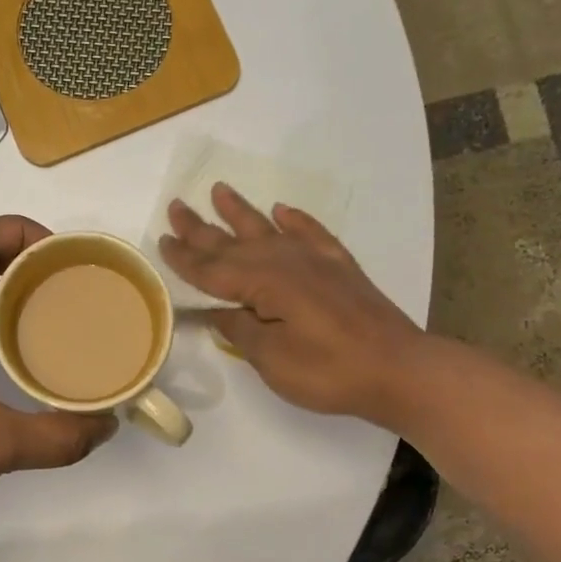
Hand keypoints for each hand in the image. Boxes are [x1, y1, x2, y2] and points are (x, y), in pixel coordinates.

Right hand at [159, 184, 421, 421]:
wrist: (398, 369)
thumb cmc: (328, 371)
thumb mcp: (272, 359)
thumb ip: (241, 330)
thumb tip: (218, 311)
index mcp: (264, 283)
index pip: (212, 269)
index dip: (185, 258)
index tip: (162, 240)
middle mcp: (285, 261)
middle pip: (234, 242)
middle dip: (202, 227)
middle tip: (177, 205)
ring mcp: (315, 261)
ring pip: (268, 229)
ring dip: (241, 211)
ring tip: (219, 190)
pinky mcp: (339, 267)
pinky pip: (311, 233)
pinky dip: (294, 220)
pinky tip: (282, 211)